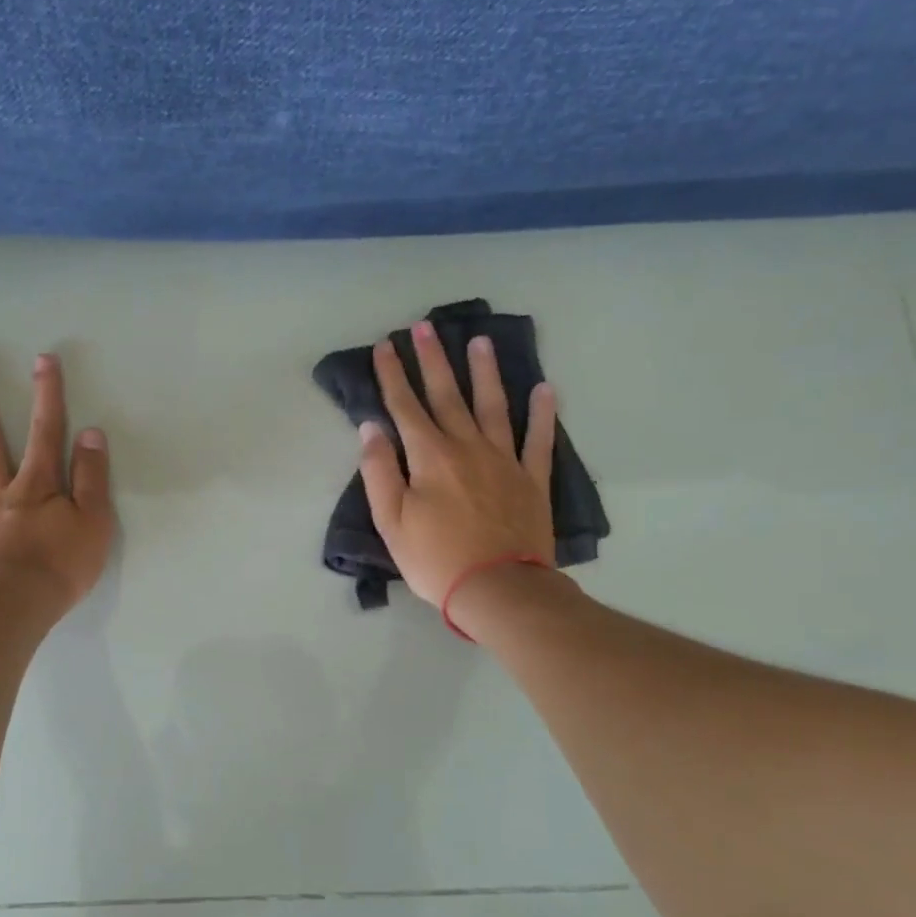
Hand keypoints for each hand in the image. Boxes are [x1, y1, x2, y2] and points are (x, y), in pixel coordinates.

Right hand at [358, 322, 559, 611]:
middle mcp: (467, 447)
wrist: (498, 589)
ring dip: (484, 372)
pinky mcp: (532, 479)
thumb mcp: (391, 521)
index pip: (405, 406)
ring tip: (480, 341)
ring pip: (493, 405)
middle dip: (433, 359)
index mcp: (429, 457)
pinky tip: (544, 388)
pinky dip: (542, 413)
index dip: (393, 374)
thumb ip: (379, 471)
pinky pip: (539, 439)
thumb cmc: (435, 559)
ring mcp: (504, 460)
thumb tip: (371, 428)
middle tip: (425, 327)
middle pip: (448, 395)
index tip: (386, 345)